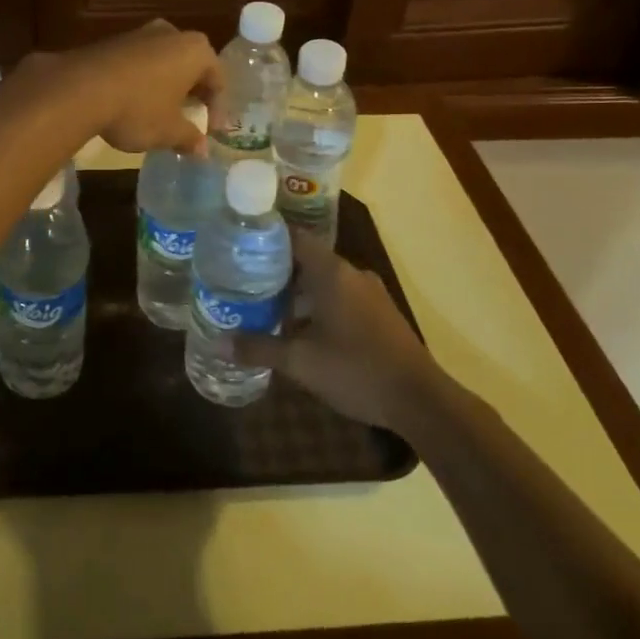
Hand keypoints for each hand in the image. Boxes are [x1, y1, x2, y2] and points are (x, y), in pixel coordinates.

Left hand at [44, 20, 221, 155]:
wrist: (79, 89)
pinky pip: (139, 62)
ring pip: (164, 62)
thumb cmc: (138, 109)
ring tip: (161, 113)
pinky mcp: (113, 41)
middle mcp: (171, 33)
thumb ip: (190, 138)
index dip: (217, 109)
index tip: (210, 132)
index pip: (218, 80)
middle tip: (190, 117)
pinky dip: (143, 81)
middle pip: (191, 66)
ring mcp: (140, 33)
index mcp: (196, 50)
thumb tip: (202, 150)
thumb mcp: (168, 131)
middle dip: (192, 93)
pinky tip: (133, 103)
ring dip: (166, 86)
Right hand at [225, 236, 440, 431]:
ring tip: (265, 310)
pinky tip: (301, 331)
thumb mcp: (300, 361)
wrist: (420, 400)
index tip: (238, 248)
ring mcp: (370, 294)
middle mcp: (352, 274)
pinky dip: (318, 306)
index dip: (265, 240)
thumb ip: (259, 348)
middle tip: (242, 283)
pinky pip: (341, 298)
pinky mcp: (380, 314)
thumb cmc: (356, 370)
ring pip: (324, 282)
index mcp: (332, 272)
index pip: (293, 238)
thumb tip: (218, 344)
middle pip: (306, 260)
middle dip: (275, 272)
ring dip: (297, 294)